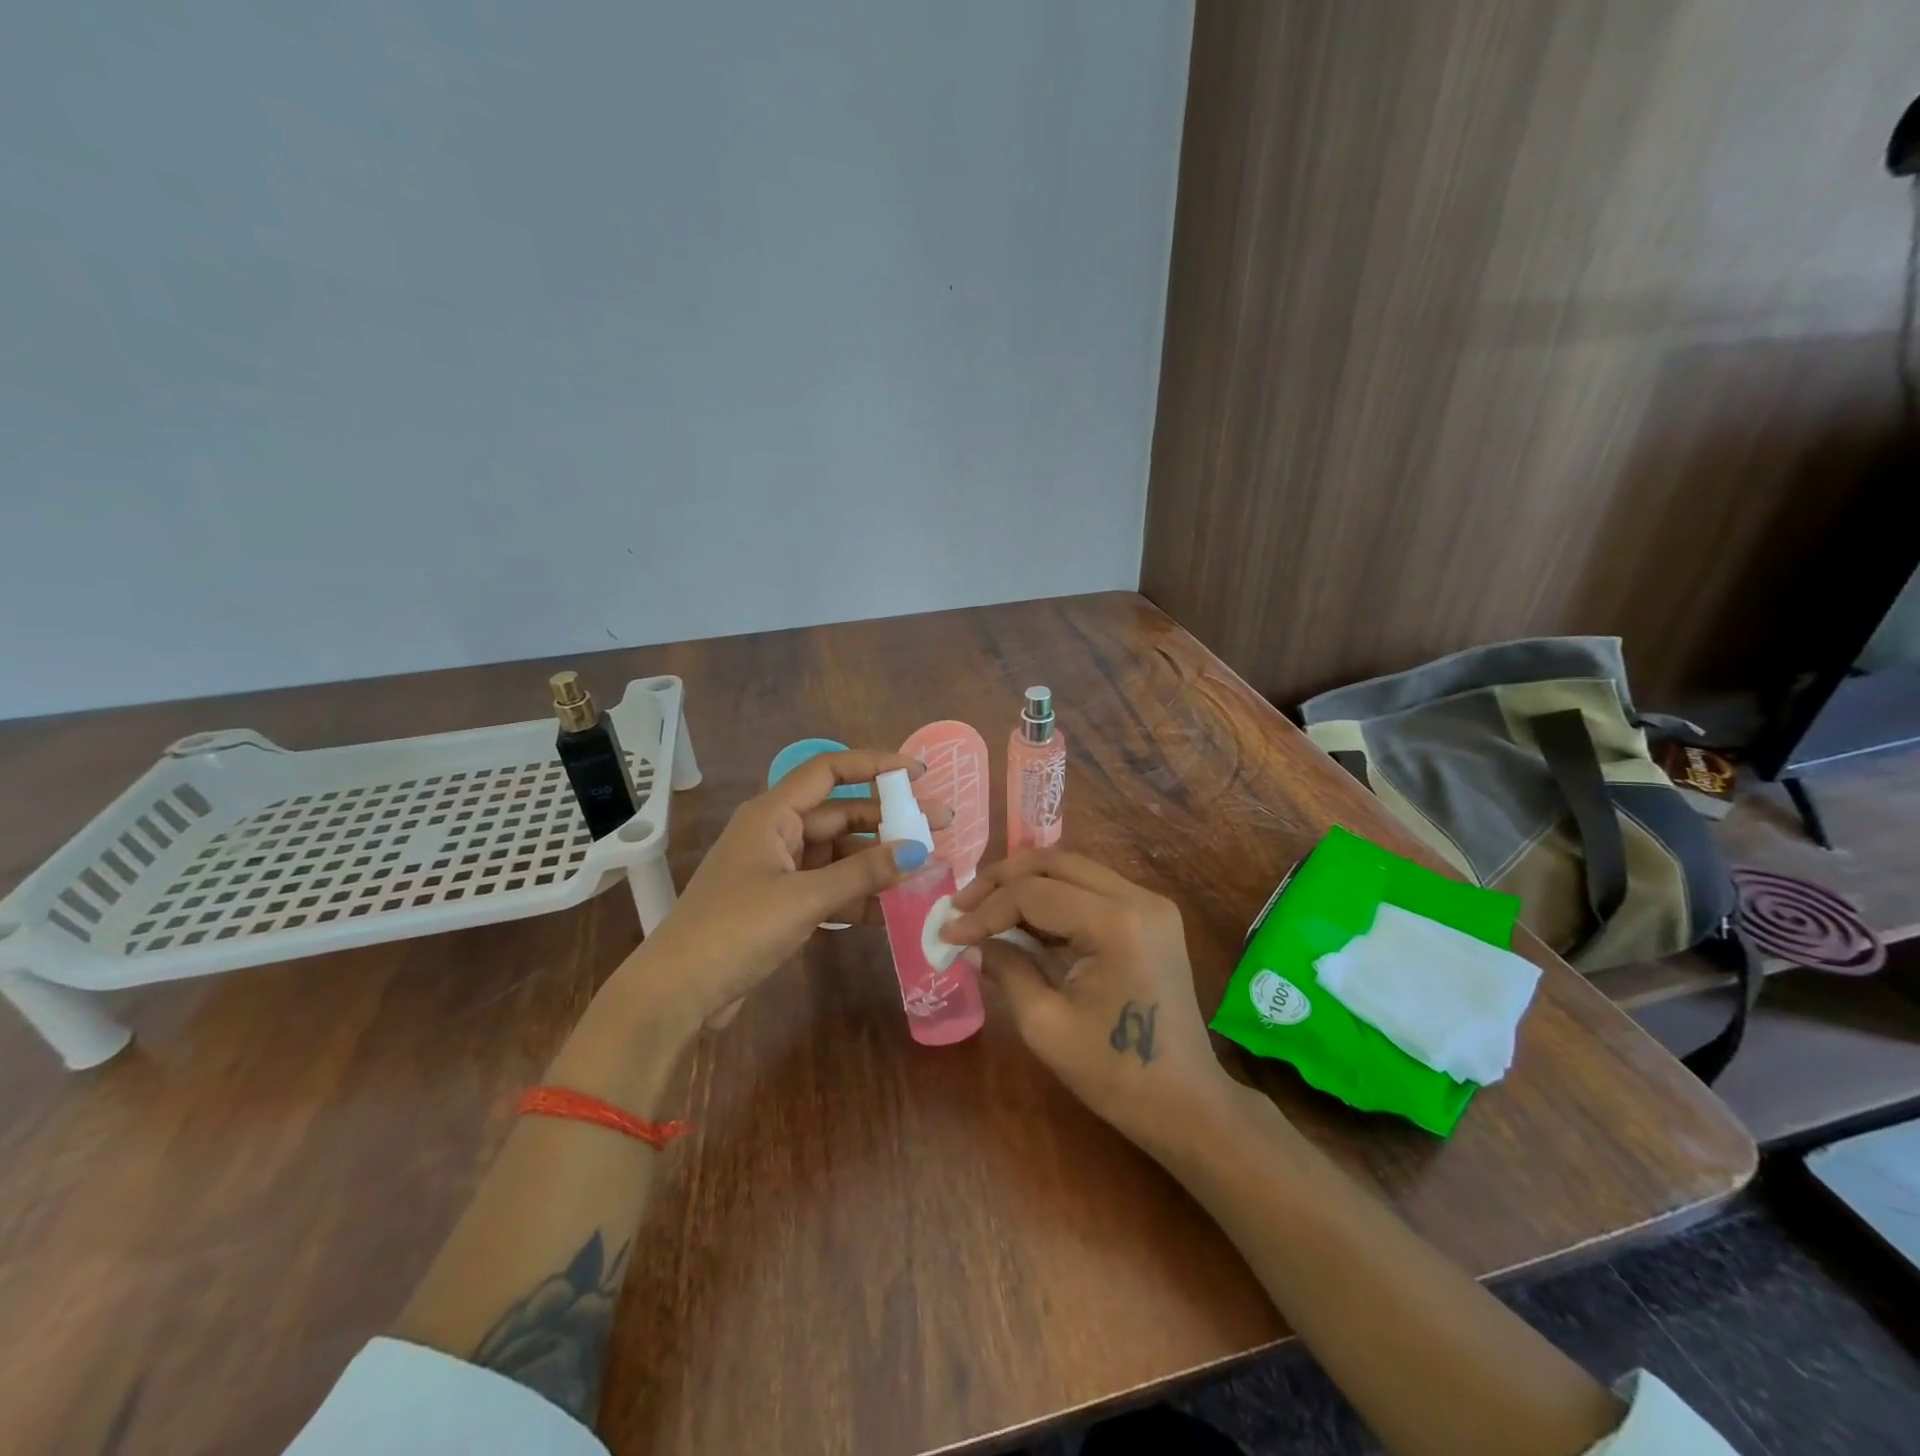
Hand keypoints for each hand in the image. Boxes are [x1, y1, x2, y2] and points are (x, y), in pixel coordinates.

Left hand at [628, 750, 948, 1026]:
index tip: (919, 773)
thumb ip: (862, 873)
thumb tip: (918, 850)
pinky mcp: (782, 903)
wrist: (678, 993)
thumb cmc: (734, 929)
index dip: (876, 764)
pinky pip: (830, 887)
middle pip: (843, 814)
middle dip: (890, 820)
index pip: (830, 770)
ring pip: (840, 854)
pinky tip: (893, 908)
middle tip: (941, 827)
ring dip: (878, 862)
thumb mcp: (803, 898)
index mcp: (773, 814)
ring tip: (926, 869)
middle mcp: (778, 833)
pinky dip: (858, 894)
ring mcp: (780, 870)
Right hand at [940, 850, 1232, 1145]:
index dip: (985, 910)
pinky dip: (1053, 898)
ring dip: (1026, 884)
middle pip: (1054, 863)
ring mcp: (1150, 903)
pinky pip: (1091, 889)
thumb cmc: (1115, 1074)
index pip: (1034, 894)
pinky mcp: (1151, 916)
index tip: (948, 933)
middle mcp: (1138, 898)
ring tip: (984, 909)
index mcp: (1116, 924)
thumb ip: (1006, 969)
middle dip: (1001, 880)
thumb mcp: (1045, 1025)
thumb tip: (970, 942)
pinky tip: (1023, 920)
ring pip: (1073, 869)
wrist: (1187, 1103)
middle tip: (961, 905)